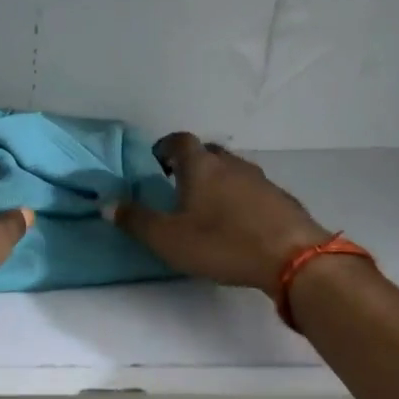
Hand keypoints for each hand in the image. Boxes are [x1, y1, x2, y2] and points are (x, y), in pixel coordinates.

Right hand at [108, 132, 328, 293]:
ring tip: (206, 206)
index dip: (164, 147)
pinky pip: (251, 189)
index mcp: (200, 166)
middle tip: (177, 184)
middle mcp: (230, 164)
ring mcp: (259, 179)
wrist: (291, 257)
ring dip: (216, 180)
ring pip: (231, 170)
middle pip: (207, 152)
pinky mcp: (279, 199)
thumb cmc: (222, 243)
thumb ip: (135, 220)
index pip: (179, 141)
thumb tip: (107, 203)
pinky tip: (237, 222)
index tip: (156, 162)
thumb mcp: (168, 238)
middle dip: (190, 163)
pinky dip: (238, 197)